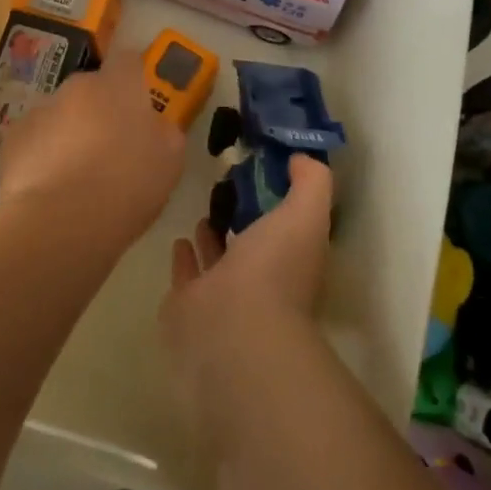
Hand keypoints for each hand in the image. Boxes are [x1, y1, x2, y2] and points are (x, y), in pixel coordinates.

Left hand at [0, 52, 187, 246]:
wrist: (59, 222)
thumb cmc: (126, 186)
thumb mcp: (170, 161)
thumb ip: (164, 132)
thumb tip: (154, 126)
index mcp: (119, 85)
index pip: (128, 61)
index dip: (134, 80)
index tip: (139, 106)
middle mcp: (77, 87)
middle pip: (92, 90)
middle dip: (100, 111)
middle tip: (110, 150)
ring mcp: (40, 110)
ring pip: (61, 115)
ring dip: (70, 134)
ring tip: (76, 178)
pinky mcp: (13, 139)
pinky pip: (35, 140)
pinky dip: (42, 156)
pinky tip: (49, 189)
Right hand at [160, 154, 332, 449]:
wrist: (230, 331)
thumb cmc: (273, 271)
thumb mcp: (305, 214)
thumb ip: (311, 182)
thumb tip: (301, 158)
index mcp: (293, 261)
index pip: (290, 226)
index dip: (280, 200)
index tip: (264, 168)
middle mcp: (261, 280)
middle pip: (253, 243)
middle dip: (244, 217)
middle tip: (228, 184)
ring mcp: (222, 296)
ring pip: (219, 260)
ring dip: (213, 238)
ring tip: (205, 209)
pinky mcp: (187, 306)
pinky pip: (187, 275)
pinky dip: (184, 258)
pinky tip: (179, 238)